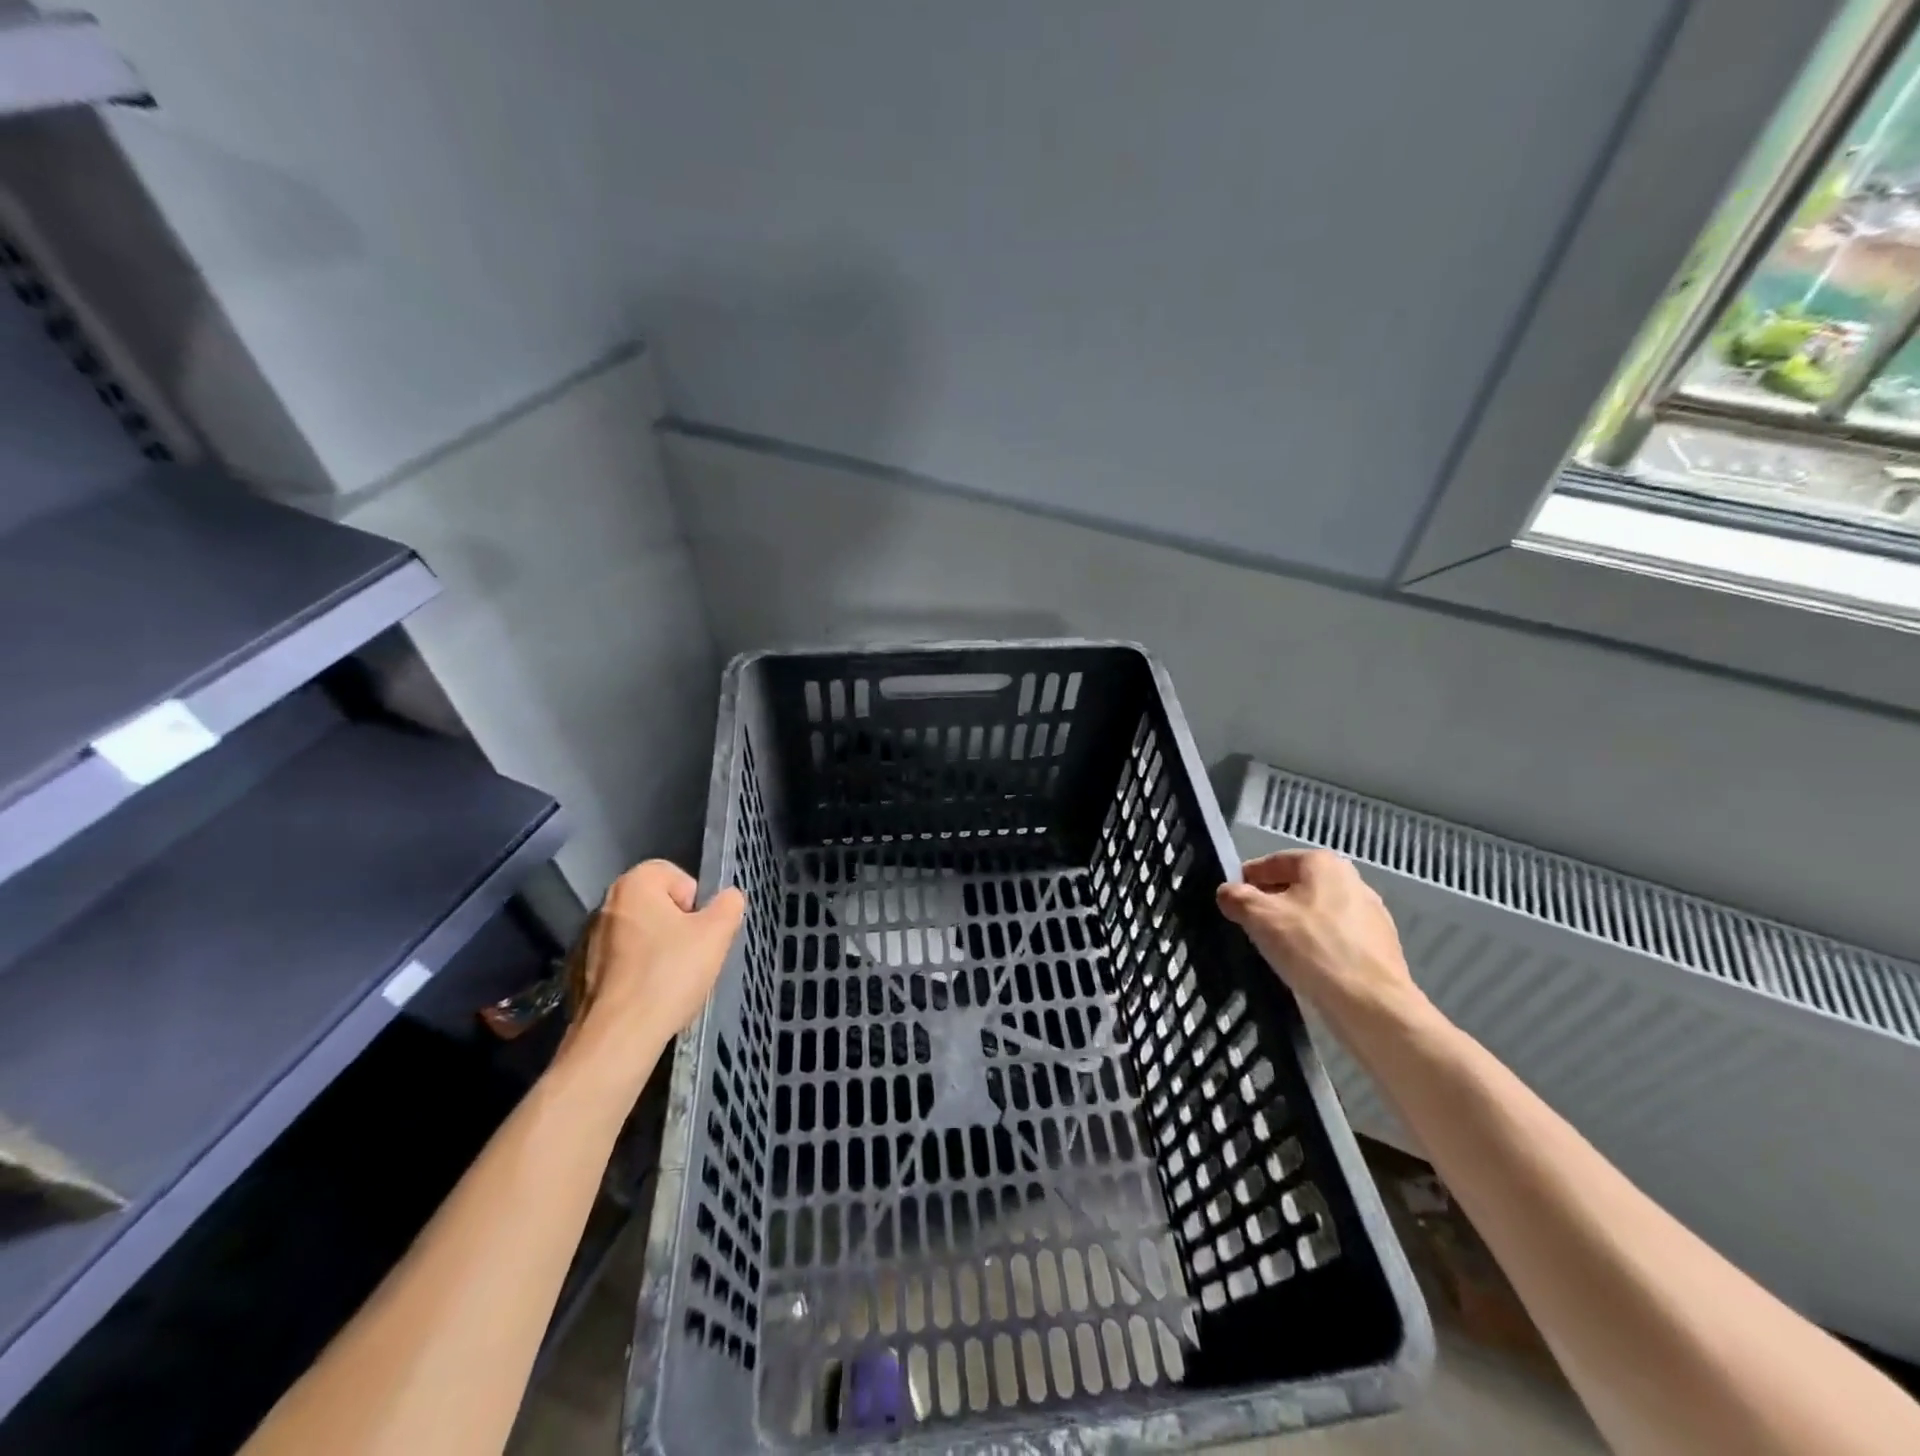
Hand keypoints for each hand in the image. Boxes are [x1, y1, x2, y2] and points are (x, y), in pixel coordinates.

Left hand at [566, 860, 744, 1090]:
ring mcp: (589, 941)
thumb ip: (729, 905)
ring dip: (658, 950)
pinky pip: (623, 962)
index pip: (674, 874)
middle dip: (678, 926)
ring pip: (640, 935)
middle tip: (693, 955)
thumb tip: (728, 898)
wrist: (618, 1037)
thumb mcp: (716, 934)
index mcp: (633, 885)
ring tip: (672, 980)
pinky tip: (650, 997)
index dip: (695, 899)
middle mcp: (605, 905)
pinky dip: (638, 973)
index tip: (700, 929)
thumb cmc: (669, 974)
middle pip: (657, 905)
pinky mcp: (582, 974)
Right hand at [1216, 850, 1429, 1035]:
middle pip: (1297, 886)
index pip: (1272, 862)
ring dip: (1295, 925)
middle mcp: (1352, 879)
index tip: (1232, 901)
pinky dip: (1318, 945)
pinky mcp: (1381, 945)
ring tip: (1277, 949)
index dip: (1247, 879)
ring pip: (1318, 913)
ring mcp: (1371, 913)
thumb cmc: (1310, 947)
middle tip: (1250, 926)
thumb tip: (1227, 893)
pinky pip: (1337, 937)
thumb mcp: (1258, 916)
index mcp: (1322, 863)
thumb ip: (1236, 897)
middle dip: (1272, 903)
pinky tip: (1307, 966)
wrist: (1371, 1004)